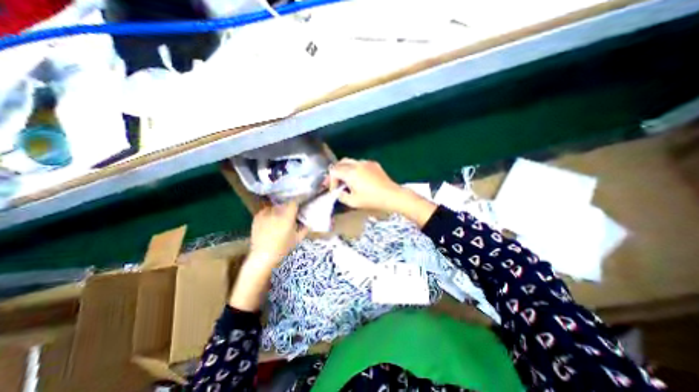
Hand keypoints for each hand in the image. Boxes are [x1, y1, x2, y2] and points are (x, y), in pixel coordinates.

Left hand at [250, 203, 306, 264]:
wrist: (263, 256)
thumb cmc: (282, 248)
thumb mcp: (297, 239)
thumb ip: (304, 229)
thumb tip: (308, 223)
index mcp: (287, 217)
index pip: (293, 203)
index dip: (297, 203)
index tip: (299, 206)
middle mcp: (276, 213)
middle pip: (284, 205)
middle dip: (288, 208)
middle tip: (290, 214)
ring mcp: (265, 215)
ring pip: (274, 207)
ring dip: (278, 210)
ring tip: (279, 217)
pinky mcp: (257, 217)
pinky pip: (265, 210)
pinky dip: (269, 213)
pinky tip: (270, 219)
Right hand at [329, 158, 434, 225]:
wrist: (391, 195)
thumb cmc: (372, 200)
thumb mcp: (353, 202)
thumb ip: (341, 196)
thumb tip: (338, 192)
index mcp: (350, 173)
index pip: (334, 171)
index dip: (330, 180)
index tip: (334, 190)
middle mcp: (357, 164)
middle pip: (340, 163)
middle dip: (336, 172)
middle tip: (336, 182)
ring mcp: (366, 162)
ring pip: (350, 161)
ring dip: (345, 169)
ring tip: (347, 180)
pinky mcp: (374, 164)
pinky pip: (360, 163)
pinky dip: (355, 168)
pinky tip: (359, 177)